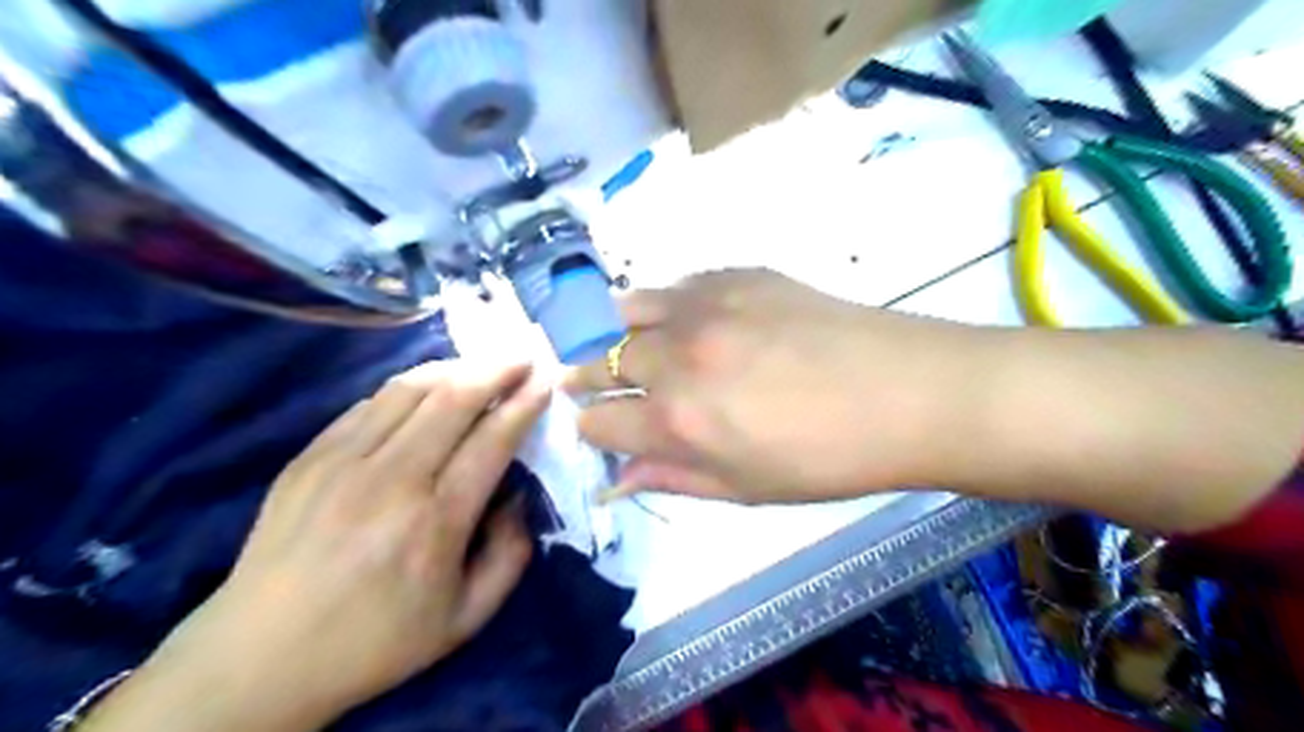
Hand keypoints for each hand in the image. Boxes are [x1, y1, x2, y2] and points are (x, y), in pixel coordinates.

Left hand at [83, 360, 544, 731]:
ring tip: (479, 365)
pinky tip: (427, 389)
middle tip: (522, 357)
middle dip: (496, 369)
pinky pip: (369, 403)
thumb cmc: (375, 641)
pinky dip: (408, 387)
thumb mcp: (467, 618)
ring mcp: (342, 462)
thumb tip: (517, 497)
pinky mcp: (309, 457)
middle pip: (453, 399)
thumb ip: (510, 555)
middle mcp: (391, 479)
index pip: (492, 440)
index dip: (524, 404)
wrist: (259, 659)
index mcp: (435, 521)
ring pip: (408, 389)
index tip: (546, 380)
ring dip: (454, 368)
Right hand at [560, 268, 988, 502]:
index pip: (599, 420)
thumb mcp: (745, 488)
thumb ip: (672, 477)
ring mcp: (706, 307)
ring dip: (620, 333)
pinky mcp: (737, 275)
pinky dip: (667, 305)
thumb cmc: (828, 459)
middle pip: (603, 361)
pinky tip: (686, 319)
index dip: (591, 426)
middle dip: (590, 378)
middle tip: (592, 383)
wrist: (906, 392)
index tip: (597, 426)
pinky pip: (677, 284)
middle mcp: (678, 356)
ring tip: (633, 344)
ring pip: (628, 310)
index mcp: (678, 420)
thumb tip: (617, 478)